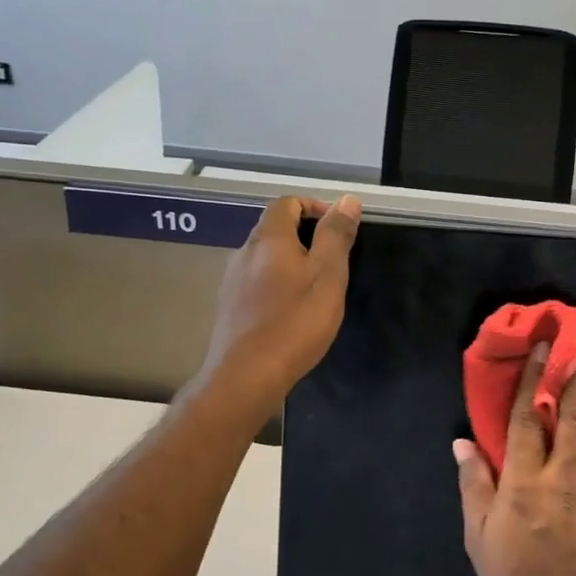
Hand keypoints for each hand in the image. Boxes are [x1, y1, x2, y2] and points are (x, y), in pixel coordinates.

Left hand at [195, 194, 359, 419]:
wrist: (245, 377)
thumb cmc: (294, 322)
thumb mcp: (327, 276)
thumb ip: (336, 236)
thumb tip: (347, 199)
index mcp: (268, 238)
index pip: (286, 203)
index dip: (314, 207)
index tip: (338, 229)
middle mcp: (244, 252)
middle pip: (274, 229)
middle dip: (305, 237)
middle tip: (333, 262)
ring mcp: (232, 281)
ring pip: (265, 258)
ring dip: (290, 264)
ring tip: (316, 290)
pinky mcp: (229, 308)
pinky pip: (256, 283)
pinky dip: (276, 286)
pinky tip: (291, 313)